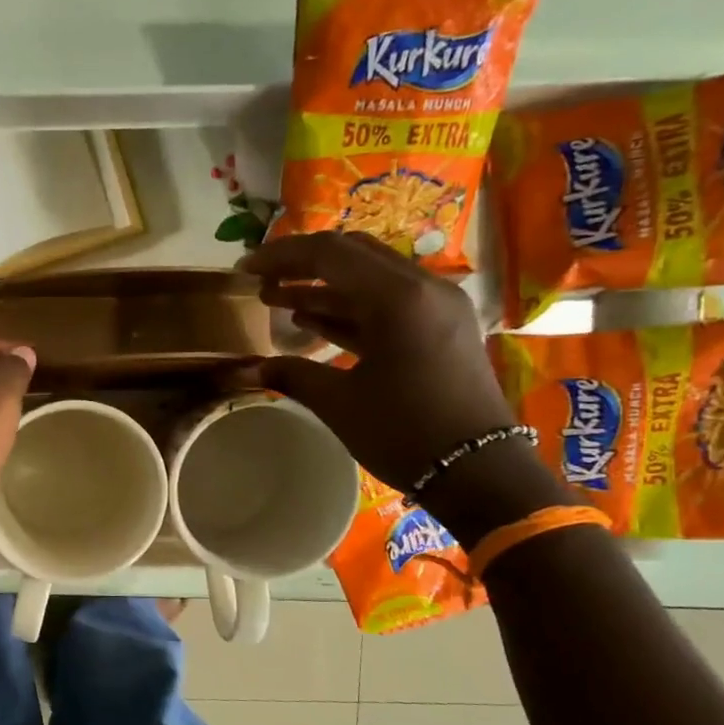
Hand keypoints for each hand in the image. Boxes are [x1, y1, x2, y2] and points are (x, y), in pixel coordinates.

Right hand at [241, 233, 564, 535]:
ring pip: (370, 277)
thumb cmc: (403, 432)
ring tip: (276, 298)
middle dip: (302, 263)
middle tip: (262, 279)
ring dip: (323, 285)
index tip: (246, 268)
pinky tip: (311, 319)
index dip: (282, 256)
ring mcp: (436, 306)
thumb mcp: (338, 403)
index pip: (330, 254)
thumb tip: (247, 369)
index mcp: (398, 298)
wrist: (478, 470)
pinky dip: (349, 306)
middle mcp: (422, 288)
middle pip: (353, 255)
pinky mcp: (440, 327)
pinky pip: (388, 302)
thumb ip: (291, 374)